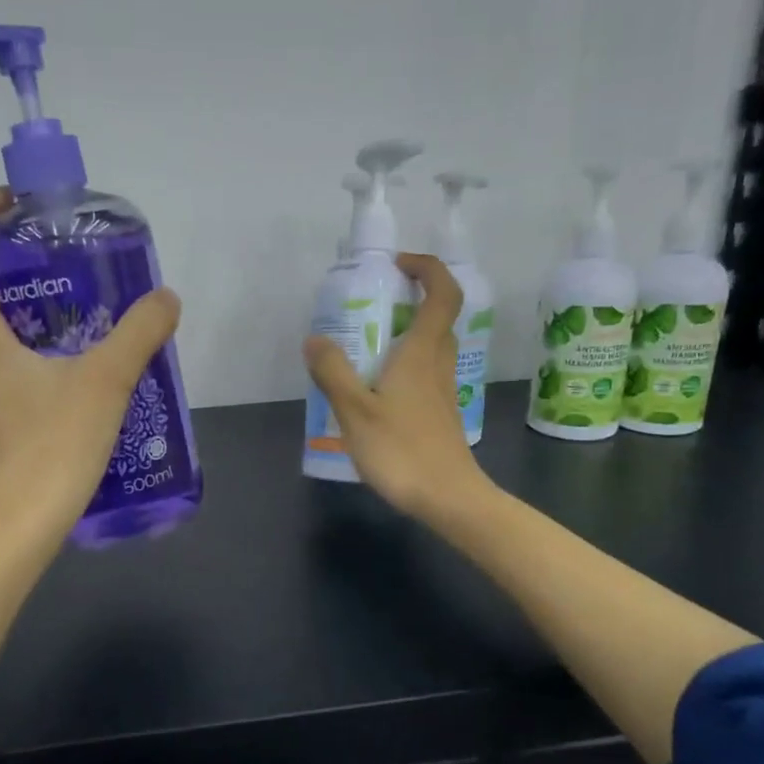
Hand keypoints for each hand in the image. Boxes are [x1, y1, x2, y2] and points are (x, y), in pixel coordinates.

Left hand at [0, 190, 180, 546]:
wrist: (14, 534)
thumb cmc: (50, 449)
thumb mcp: (105, 384)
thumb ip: (139, 335)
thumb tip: (166, 299)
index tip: (12, 203)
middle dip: (21, 276)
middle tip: (72, 275)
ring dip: (32, 328)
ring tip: (85, 334)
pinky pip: (6, 383)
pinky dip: (35, 369)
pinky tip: (77, 390)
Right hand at [302, 253, 494, 524]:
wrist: (448, 498)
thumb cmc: (402, 450)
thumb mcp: (355, 410)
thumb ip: (333, 371)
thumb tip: (315, 339)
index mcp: (422, 352)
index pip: (443, 292)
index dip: (426, 268)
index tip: (396, 265)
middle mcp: (438, 363)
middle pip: (437, 317)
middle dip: (409, 299)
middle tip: (370, 305)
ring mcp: (442, 390)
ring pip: (430, 346)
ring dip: (404, 333)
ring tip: (364, 346)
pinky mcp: (439, 413)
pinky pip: (423, 372)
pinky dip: (402, 364)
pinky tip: (374, 388)